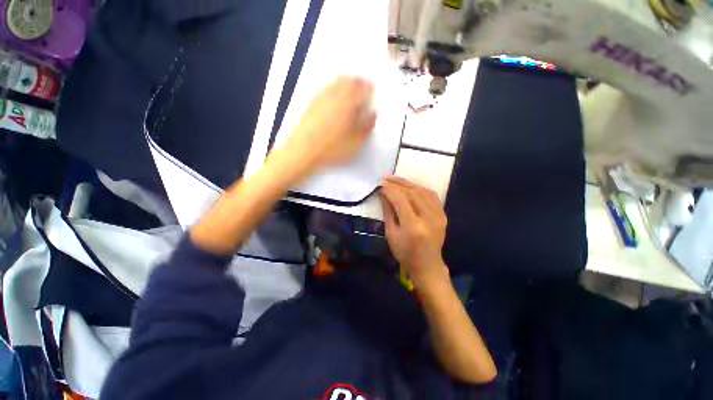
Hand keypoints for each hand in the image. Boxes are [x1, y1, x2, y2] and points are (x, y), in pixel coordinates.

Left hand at [283, 76, 376, 175]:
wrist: (302, 151)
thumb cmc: (329, 148)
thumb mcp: (357, 142)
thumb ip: (367, 126)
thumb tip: (372, 116)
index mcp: (349, 103)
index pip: (363, 88)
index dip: (370, 87)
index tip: (372, 88)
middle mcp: (335, 97)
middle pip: (348, 80)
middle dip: (357, 81)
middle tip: (362, 83)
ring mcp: (321, 99)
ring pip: (335, 82)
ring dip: (344, 81)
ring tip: (349, 85)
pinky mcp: (310, 104)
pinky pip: (324, 89)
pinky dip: (331, 88)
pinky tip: (332, 94)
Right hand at [379, 176, 448, 286]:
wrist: (427, 265)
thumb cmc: (405, 253)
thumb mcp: (391, 235)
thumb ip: (388, 212)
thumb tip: (384, 193)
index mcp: (413, 226)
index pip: (401, 200)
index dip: (390, 190)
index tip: (380, 184)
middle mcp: (428, 218)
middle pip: (412, 193)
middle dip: (398, 184)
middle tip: (386, 179)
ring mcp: (438, 216)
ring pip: (423, 191)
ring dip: (408, 184)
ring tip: (396, 180)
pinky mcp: (443, 215)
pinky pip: (431, 196)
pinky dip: (420, 188)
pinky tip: (411, 187)